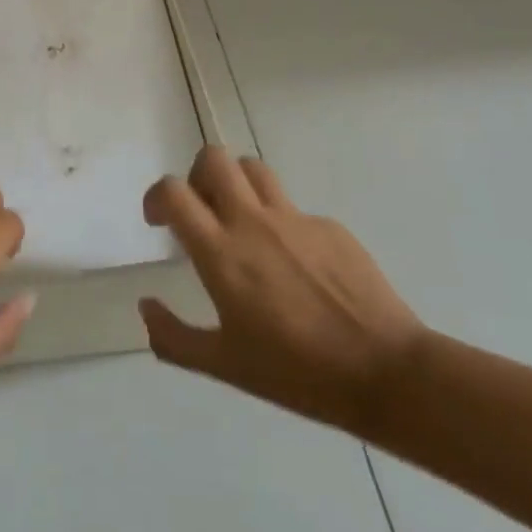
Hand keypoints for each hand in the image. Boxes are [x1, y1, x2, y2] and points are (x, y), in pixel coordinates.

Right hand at [139, 147, 426, 434]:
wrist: (386, 372)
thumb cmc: (297, 373)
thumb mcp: (224, 366)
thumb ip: (173, 338)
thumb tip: (145, 305)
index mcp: (221, 252)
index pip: (174, 192)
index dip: (157, 197)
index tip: (160, 222)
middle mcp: (253, 222)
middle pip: (214, 159)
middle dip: (197, 176)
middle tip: (202, 212)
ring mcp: (295, 219)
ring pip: (253, 169)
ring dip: (236, 184)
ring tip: (240, 221)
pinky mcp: (330, 226)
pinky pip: (293, 207)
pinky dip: (279, 221)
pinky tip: (294, 265)